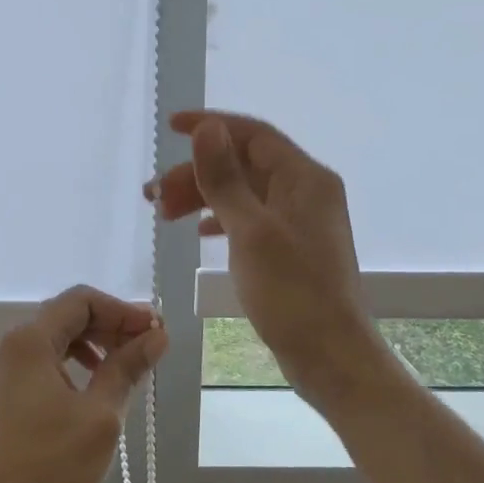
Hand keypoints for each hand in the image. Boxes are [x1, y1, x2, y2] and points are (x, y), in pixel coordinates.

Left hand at [0, 285, 168, 482]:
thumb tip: (157, 335)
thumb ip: (127, 368)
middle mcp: (11, 343)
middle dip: (110, 326)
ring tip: (125, 367)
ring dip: (94, 344)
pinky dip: (73, 363)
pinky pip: (43, 360)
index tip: (154, 331)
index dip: (122, 310)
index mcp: (30, 339)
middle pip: (67, 315)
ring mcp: (3, 367)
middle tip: (147, 347)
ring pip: (56, 338)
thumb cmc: (49, 464)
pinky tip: (93, 387)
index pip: (81, 300)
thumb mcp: (100, 415)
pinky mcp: (3, 391)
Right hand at [150, 110, 389, 406]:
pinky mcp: (291, 248)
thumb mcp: (250, 231)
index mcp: (304, 178)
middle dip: (197, 172)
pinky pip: (249, 218)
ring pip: (243, 193)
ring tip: (163, 213)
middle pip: (244, 164)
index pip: (253, 134)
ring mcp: (299, 221)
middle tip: (153, 194)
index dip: (211, 126)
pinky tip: (197, 231)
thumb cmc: (292, 292)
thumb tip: (206, 128)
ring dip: (203, 196)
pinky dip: (220, 219)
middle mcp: (305, 191)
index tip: (169, 128)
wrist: (330, 356)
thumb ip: (225, 178)